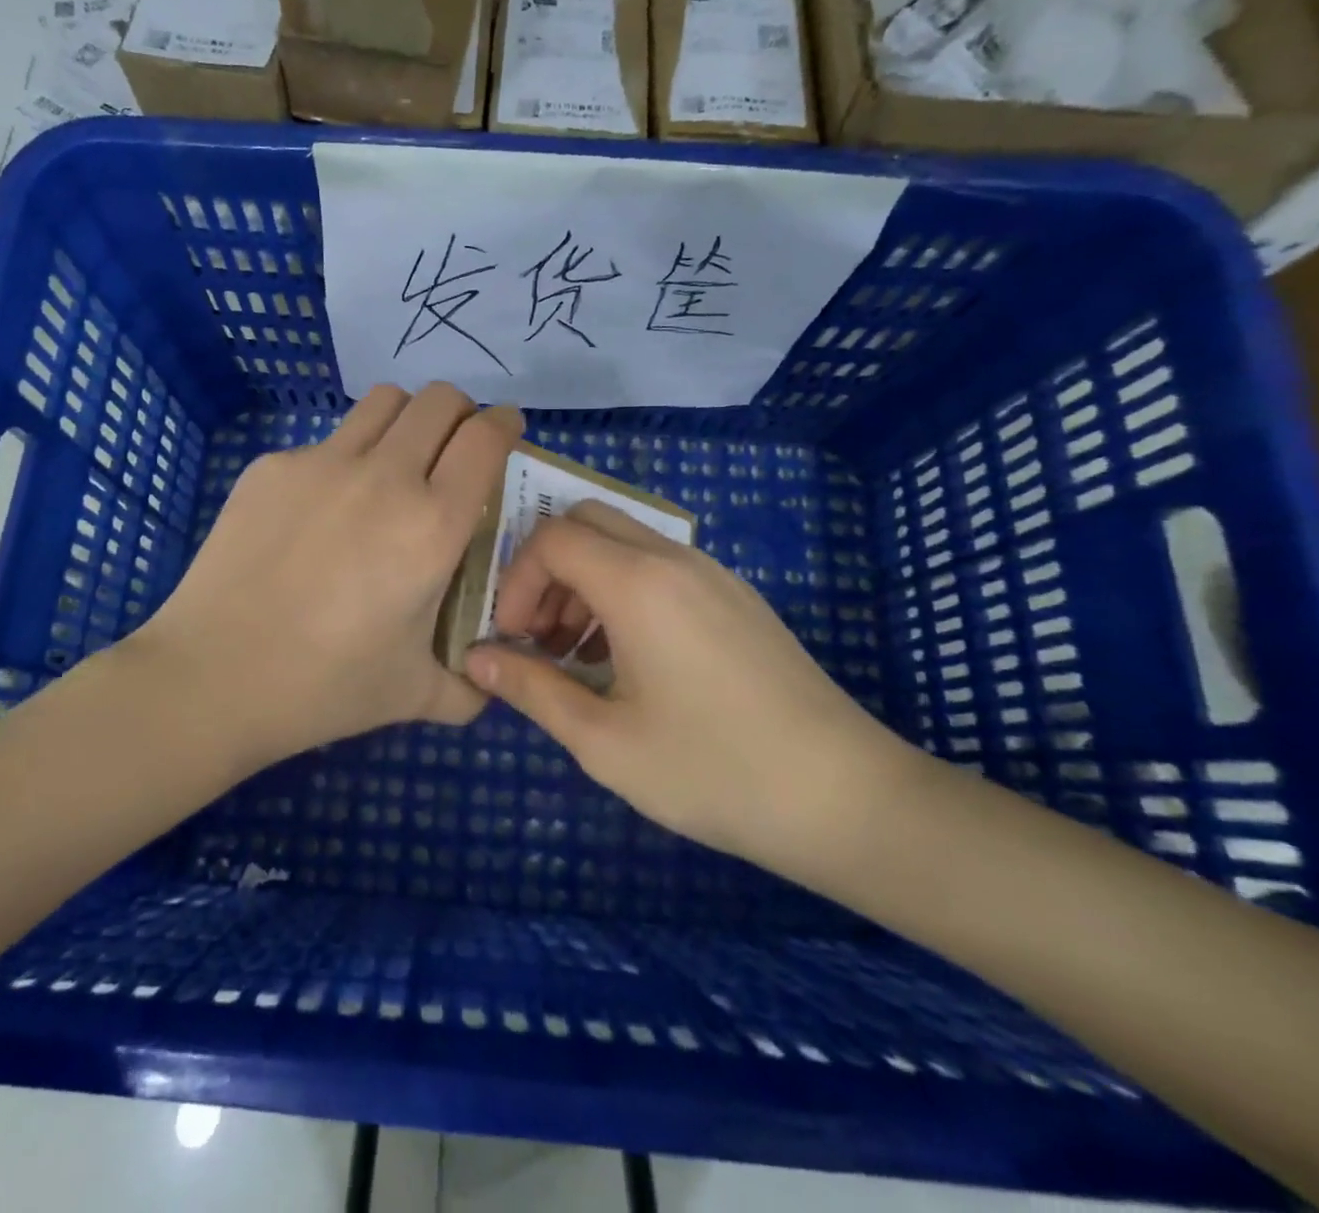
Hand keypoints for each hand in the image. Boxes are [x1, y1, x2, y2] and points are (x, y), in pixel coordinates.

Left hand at [126, 383, 521, 768]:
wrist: (213, 677)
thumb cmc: (325, 687)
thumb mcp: (416, 695)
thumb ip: (469, 686)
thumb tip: (488, 677)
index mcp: (431, 525)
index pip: (485, 438)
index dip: (505, 424)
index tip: (505, 431)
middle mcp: (383, 477)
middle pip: (438, 400)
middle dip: (459, 412)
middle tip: (454, 447)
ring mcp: (321, 463)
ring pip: (382, 402)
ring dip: (405, 420)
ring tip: (396, 461)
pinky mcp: (271, 467)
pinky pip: (325, 442)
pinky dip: (343, 459)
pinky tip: (322, 512)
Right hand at [464, 500, 913, 879]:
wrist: (844, 797)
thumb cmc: (712, 770)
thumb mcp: (604, 740)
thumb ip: (531, 689)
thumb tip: (474, 660)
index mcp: (637, 583)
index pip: (549, 538)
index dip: (515, 582)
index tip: (513, 640)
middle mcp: (673, 559)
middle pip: (585, 522)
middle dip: (546, 571)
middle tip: (540, 637)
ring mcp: (712, 573)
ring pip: (624, 541)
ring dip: (584, 581)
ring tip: (579, 655)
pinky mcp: (736, 596)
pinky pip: (660, 566)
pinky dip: (623, 590)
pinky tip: (629, 661)